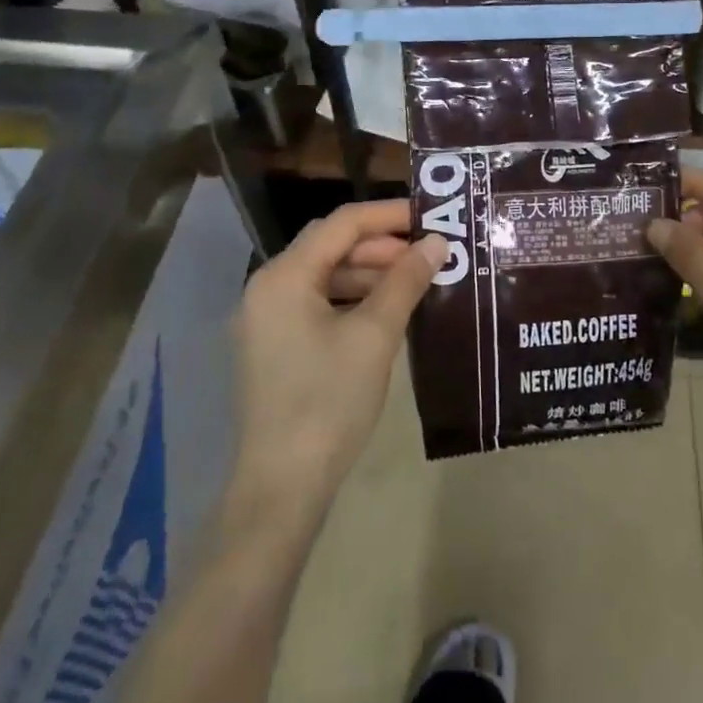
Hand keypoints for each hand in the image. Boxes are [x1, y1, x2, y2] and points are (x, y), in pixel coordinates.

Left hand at [228, 200, 445, 518]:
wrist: (283, 487)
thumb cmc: (329, 401)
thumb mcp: (374, 335)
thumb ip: (405, 281)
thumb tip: (436, 242)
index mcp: (284, 276)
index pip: (341, 224)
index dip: (388, 215)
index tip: (431, 216)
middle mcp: (267, 289)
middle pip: (330, 247)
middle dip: (381, 246)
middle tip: (428, 254)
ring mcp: (266, 320)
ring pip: (325, 277)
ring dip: (369, 274)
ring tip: (415, 283)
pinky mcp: (274, 347)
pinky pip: (317, 305)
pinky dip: (352, 301)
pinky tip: (386, 314)